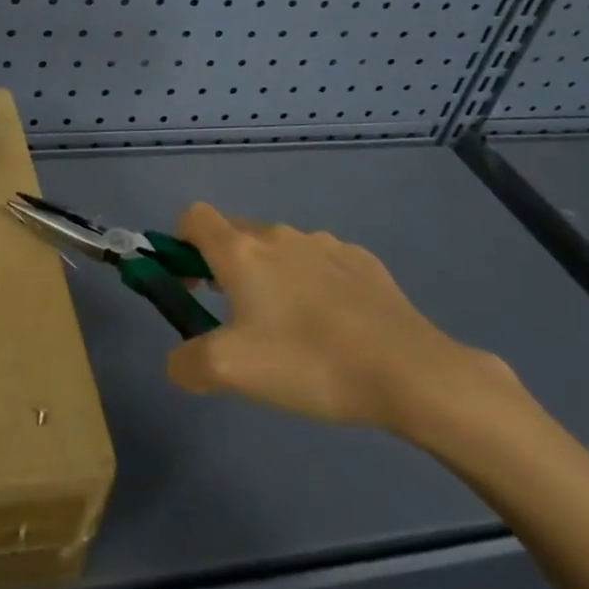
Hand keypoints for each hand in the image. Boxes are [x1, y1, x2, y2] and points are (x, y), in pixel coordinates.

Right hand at [164, 202, 506, 435]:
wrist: (410, 372)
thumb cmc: (310, 362)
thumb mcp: (230, 372)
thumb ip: (187, 363)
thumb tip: (179, 362)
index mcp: (241, 251)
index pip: (193, 217)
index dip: (179, 243)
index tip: (190, 284)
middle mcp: (278, 235)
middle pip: (234, 234)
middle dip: (222, 267)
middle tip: (233, 318)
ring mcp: (324, 244)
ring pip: (278, 249)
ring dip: (268, 276)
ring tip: (288, 330)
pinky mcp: (362, 261)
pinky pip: (319, 263)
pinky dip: (310, 284)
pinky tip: (332, 327)